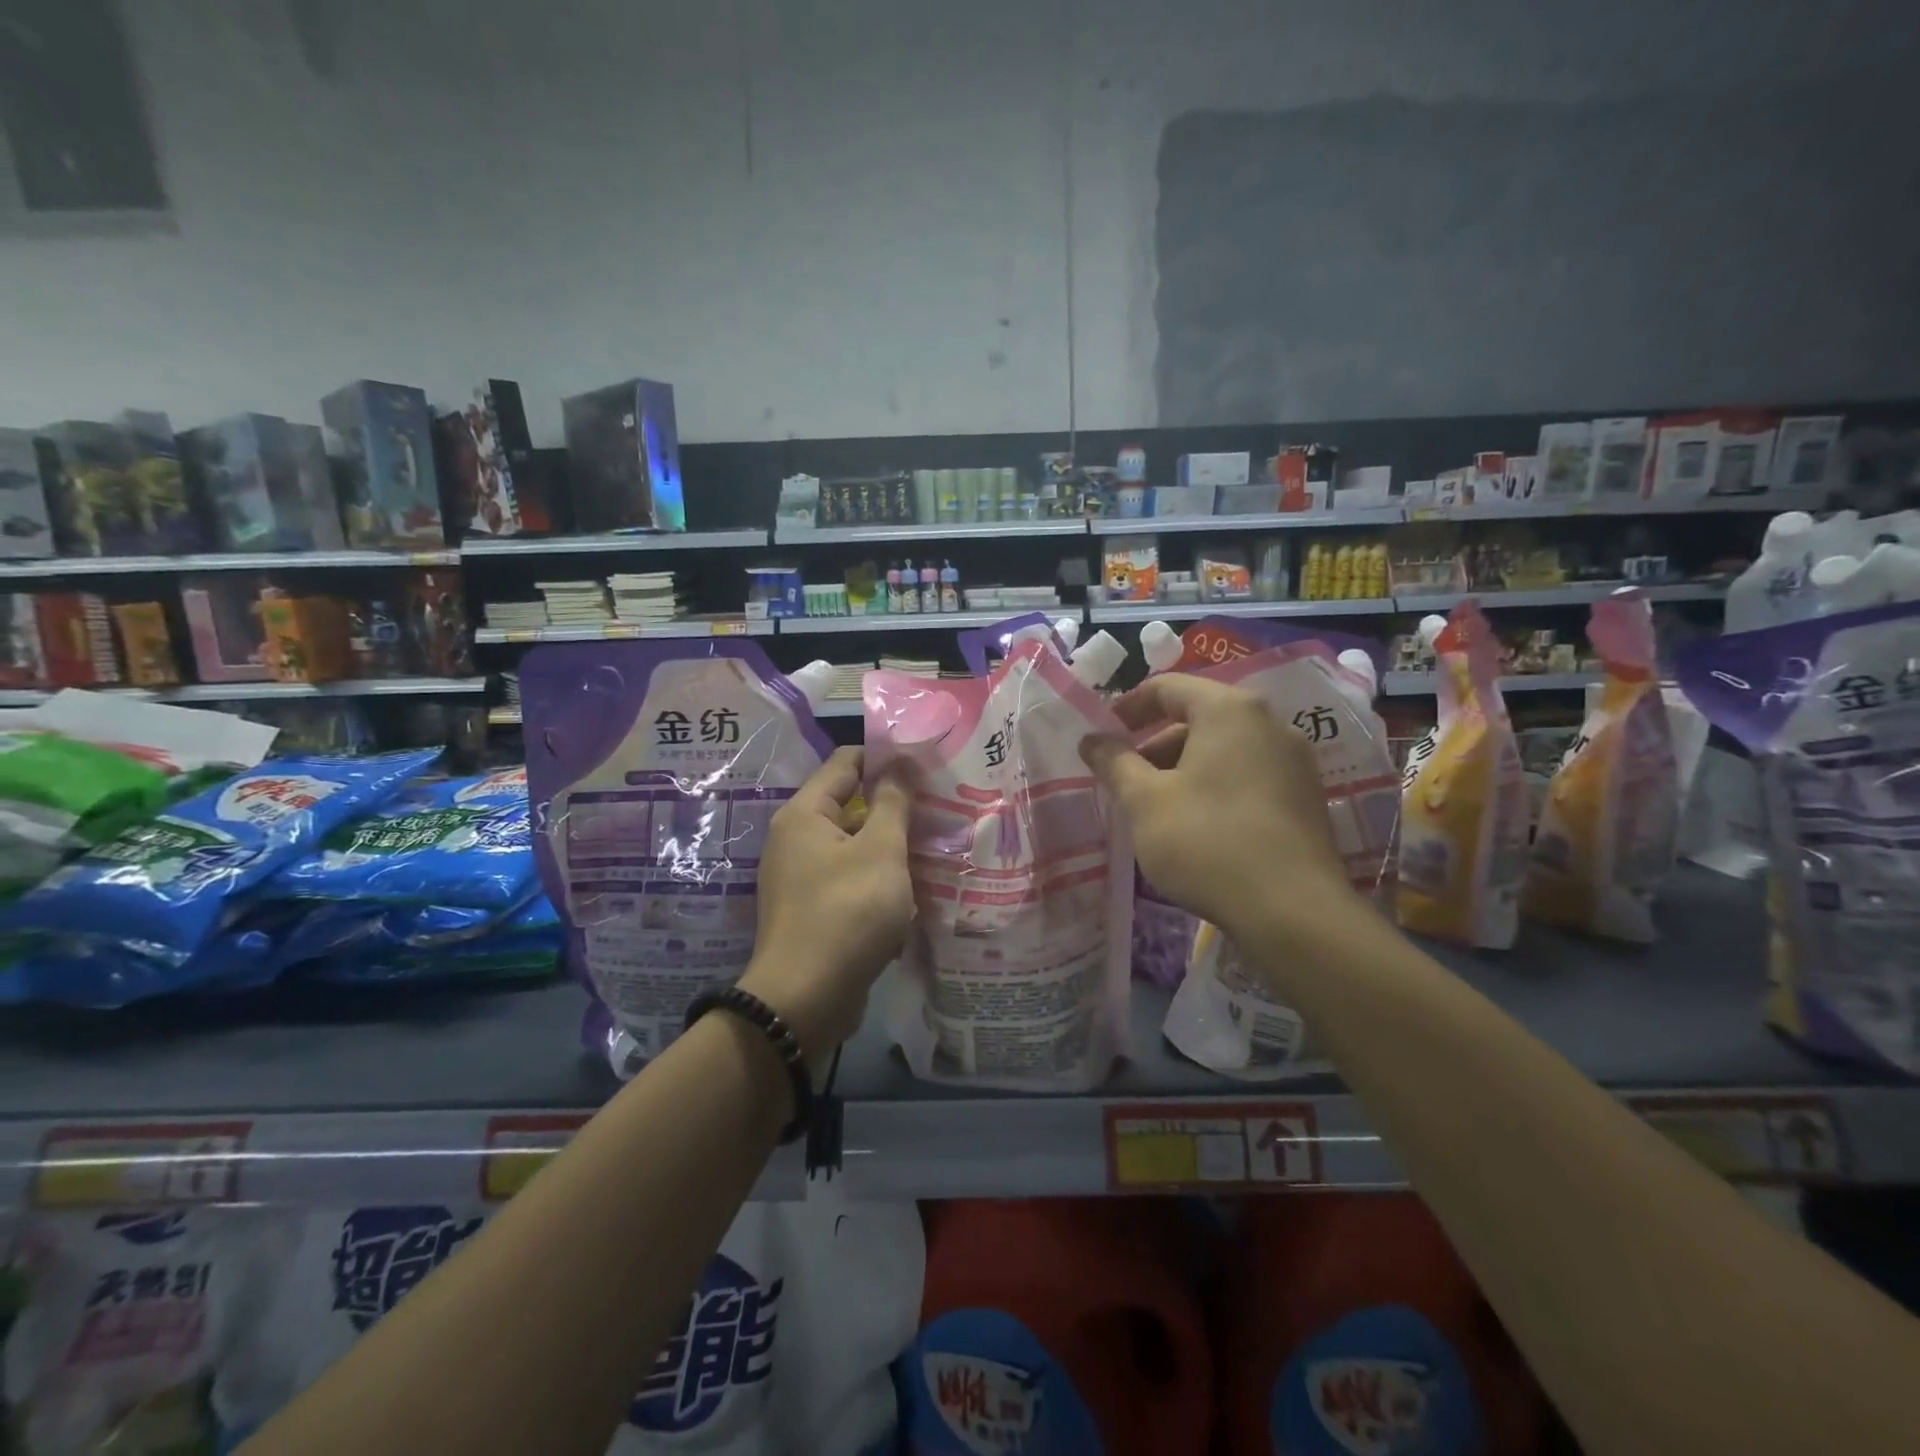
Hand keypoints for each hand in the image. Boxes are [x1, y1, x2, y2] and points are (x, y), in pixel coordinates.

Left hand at [739, 746, 913, 1061]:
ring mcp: (803, 878)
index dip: (885, 756)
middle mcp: (796, 840)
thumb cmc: (846, 912)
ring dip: (892, 846)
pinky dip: (880, 880)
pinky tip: (917, 888)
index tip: (926, 762)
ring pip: (856, 847)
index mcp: (804, 815)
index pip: (846, 762)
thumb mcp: (880, 851)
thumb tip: (900, 764)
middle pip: (850, 805)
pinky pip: (852, 881)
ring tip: (940, 844)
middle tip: (942, 805)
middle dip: (895, 806)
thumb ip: (893, 803)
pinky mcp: (815, 911)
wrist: (805, 1000)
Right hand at [1080, 673, 1358, 945]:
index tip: (1103, 734)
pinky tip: (1195, 825)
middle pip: (1198, 718)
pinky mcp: (1306, 797)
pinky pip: (1248, 775)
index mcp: (1229, 710)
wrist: (1292, 912)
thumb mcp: (1145, 801)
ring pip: (1223, 749)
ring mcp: (1294, 761)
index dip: (1128, 706)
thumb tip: (1091, 739)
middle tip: (1124, 779)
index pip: (1168, 687)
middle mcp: (1270, 723)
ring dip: (1182, 768)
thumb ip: (1114, 763)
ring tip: (1155, 808)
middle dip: (1154, 745)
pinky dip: (1214, 786)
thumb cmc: (1207, 841)